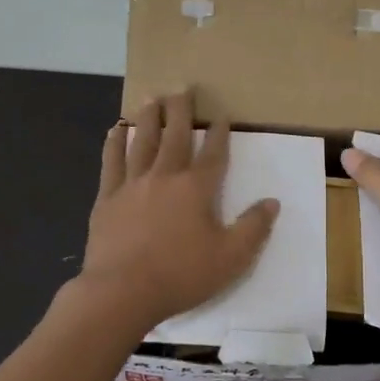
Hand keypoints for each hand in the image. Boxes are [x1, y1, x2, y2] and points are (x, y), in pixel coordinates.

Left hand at [77, 90, 280, 329]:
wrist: (122, 291)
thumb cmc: (181, 275)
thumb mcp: (231, 258)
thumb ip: (253, 228)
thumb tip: (272, 202)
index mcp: (196, 189)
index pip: (214, 154)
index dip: (220, 134)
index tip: (222, 116)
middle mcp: (164, 177)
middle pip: (175, 136)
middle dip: (181, 111)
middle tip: (182, 88)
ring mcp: (132, 185)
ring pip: (142, 141)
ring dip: (148, 118)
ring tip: (152, 98)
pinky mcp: (107, 199)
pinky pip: (111, 162)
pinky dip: (114, 143)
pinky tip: (115, 131)